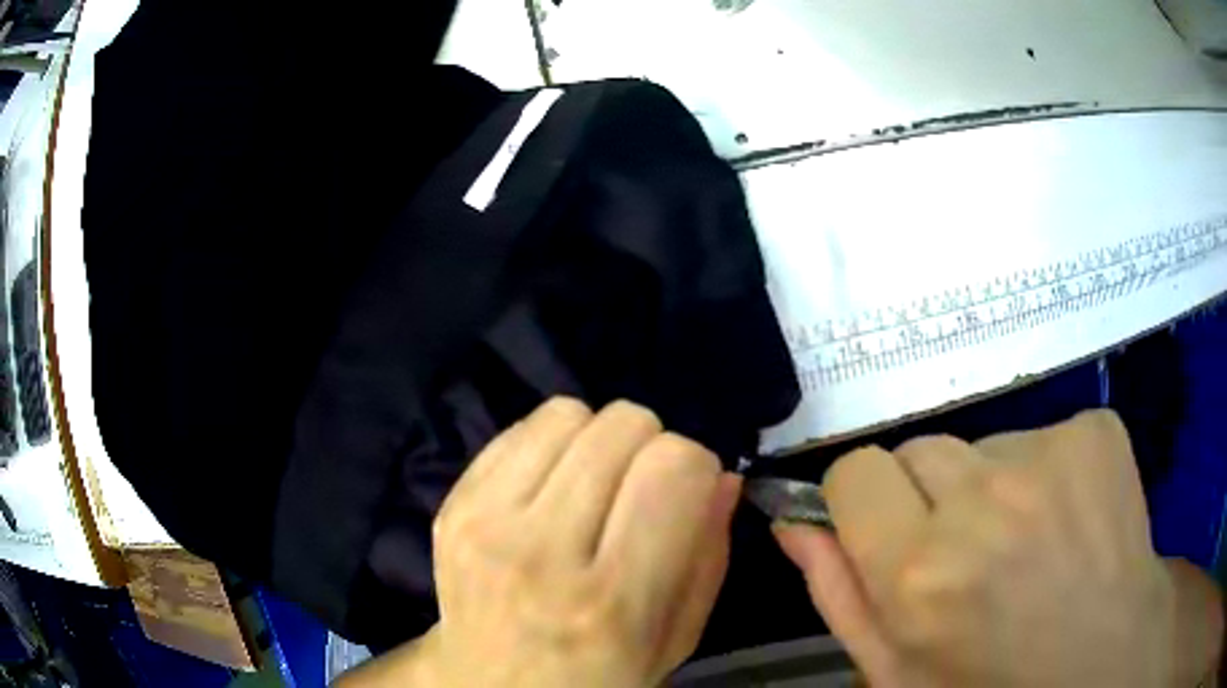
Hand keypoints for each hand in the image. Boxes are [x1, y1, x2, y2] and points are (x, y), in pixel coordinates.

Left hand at [340, 398, 740, 687]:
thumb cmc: (597, 678)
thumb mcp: (676, 639)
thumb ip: (708, 555)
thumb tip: (722, 476)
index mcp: (611, 597)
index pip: (673, 466)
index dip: (696, 469)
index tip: (688, 496)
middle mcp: (542, 549)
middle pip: (622, 426)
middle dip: (650, 448)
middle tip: (640, 493)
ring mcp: (485, 521)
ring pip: (567, 414)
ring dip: (596, 442)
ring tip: (593, 487)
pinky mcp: (452, 505)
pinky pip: (517, 430)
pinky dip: (549, 447)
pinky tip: (550, 489)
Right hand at [775, 410, 1223, 687]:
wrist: (1109, 660)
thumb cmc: (995, 687)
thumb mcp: (898, 673)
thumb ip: (839, 595)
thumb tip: (793, 524)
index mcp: (922, 573)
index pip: (855, 472)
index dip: (863, 503)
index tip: (887, 533)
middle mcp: (984, 500)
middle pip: (920, 450)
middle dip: (928, 497)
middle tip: (967, 552)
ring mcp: (1052, 453)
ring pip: (983, 444)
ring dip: (989, 487)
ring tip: (1026, 542)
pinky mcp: (1096, 430)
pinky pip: (1042, 433)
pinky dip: (1044, 472)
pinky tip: (1068, 520)